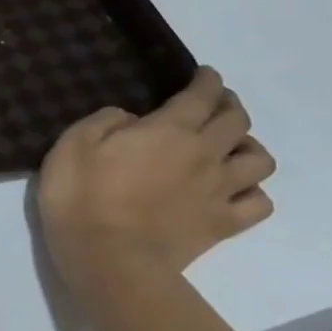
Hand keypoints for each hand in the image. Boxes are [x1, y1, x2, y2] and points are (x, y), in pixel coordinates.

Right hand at [38, 67, 275, 288]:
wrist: (108, 256)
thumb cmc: (82, 195)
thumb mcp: (72, 144)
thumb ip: (104, 121)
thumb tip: (131, 119)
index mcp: (169, 130)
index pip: (201, 96)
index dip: (206, 81)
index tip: (205, 74)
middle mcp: (205, 154)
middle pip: (236, 121)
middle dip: (229, 105)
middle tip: (215, 103)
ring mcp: (219, 191)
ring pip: (259, 159)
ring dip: (248, 146)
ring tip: (231, 147)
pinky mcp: (223, 224)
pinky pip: (259, 203)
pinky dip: (252, 191)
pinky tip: (235, 190)